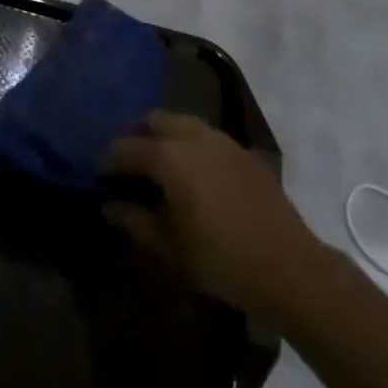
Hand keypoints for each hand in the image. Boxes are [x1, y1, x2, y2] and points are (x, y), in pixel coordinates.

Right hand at [103, 111, 326, 319]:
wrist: (289, 268)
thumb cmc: (221, 260)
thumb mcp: (170, 248)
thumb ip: (135, 220)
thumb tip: (110, 204)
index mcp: (169, 157)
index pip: (126, 147)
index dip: (108, 159)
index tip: (98, 172)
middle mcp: (193, 137)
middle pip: (154, 119)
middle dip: (136, 134)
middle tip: (127, 160)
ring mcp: (222, 141)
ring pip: (182, 121)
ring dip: (165, 134)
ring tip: (158, 162)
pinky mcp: (244, 152)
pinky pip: (207, 136)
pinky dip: (190, 143)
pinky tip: (194, 171)